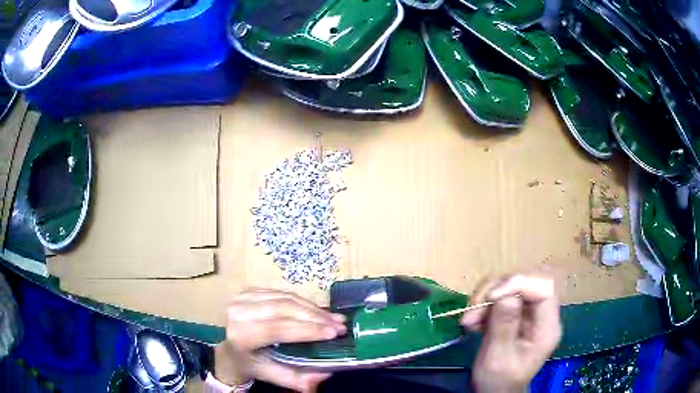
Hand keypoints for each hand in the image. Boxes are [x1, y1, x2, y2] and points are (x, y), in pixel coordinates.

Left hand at [215, 288, 346, 391]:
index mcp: (241, 335)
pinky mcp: (250, 290)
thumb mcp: (271, 375)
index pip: (277, 328)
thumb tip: (325, 373)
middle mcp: (239, 312)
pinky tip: (318, 311)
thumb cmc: (251, 363)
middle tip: (340, 325)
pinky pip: (283, 293)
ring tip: (334, 318)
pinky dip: (303, 302)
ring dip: (313, 308)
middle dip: (316, 317)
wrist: (229, 348)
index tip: (334, 333)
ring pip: (286, 298)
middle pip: (284, 309)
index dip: (307, 330)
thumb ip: (296, 378)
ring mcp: (243, 298)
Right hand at [461, 273, 561, 392]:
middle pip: (527, 283)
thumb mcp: (497, 359)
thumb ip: (504, 327)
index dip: (518, 285)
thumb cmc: (497, 381)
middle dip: (498, 290)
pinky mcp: (516, 315)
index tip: (490, 297)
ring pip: (512, 287)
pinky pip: (502, 298)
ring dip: (486, 298)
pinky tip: (472, 322)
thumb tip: (506, 295)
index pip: (543, 289)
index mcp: (547, 328)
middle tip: (473, 308)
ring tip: (468, 319)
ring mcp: (529, 315)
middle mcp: (541, 316)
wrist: (493, 392)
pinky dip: (484, 305)